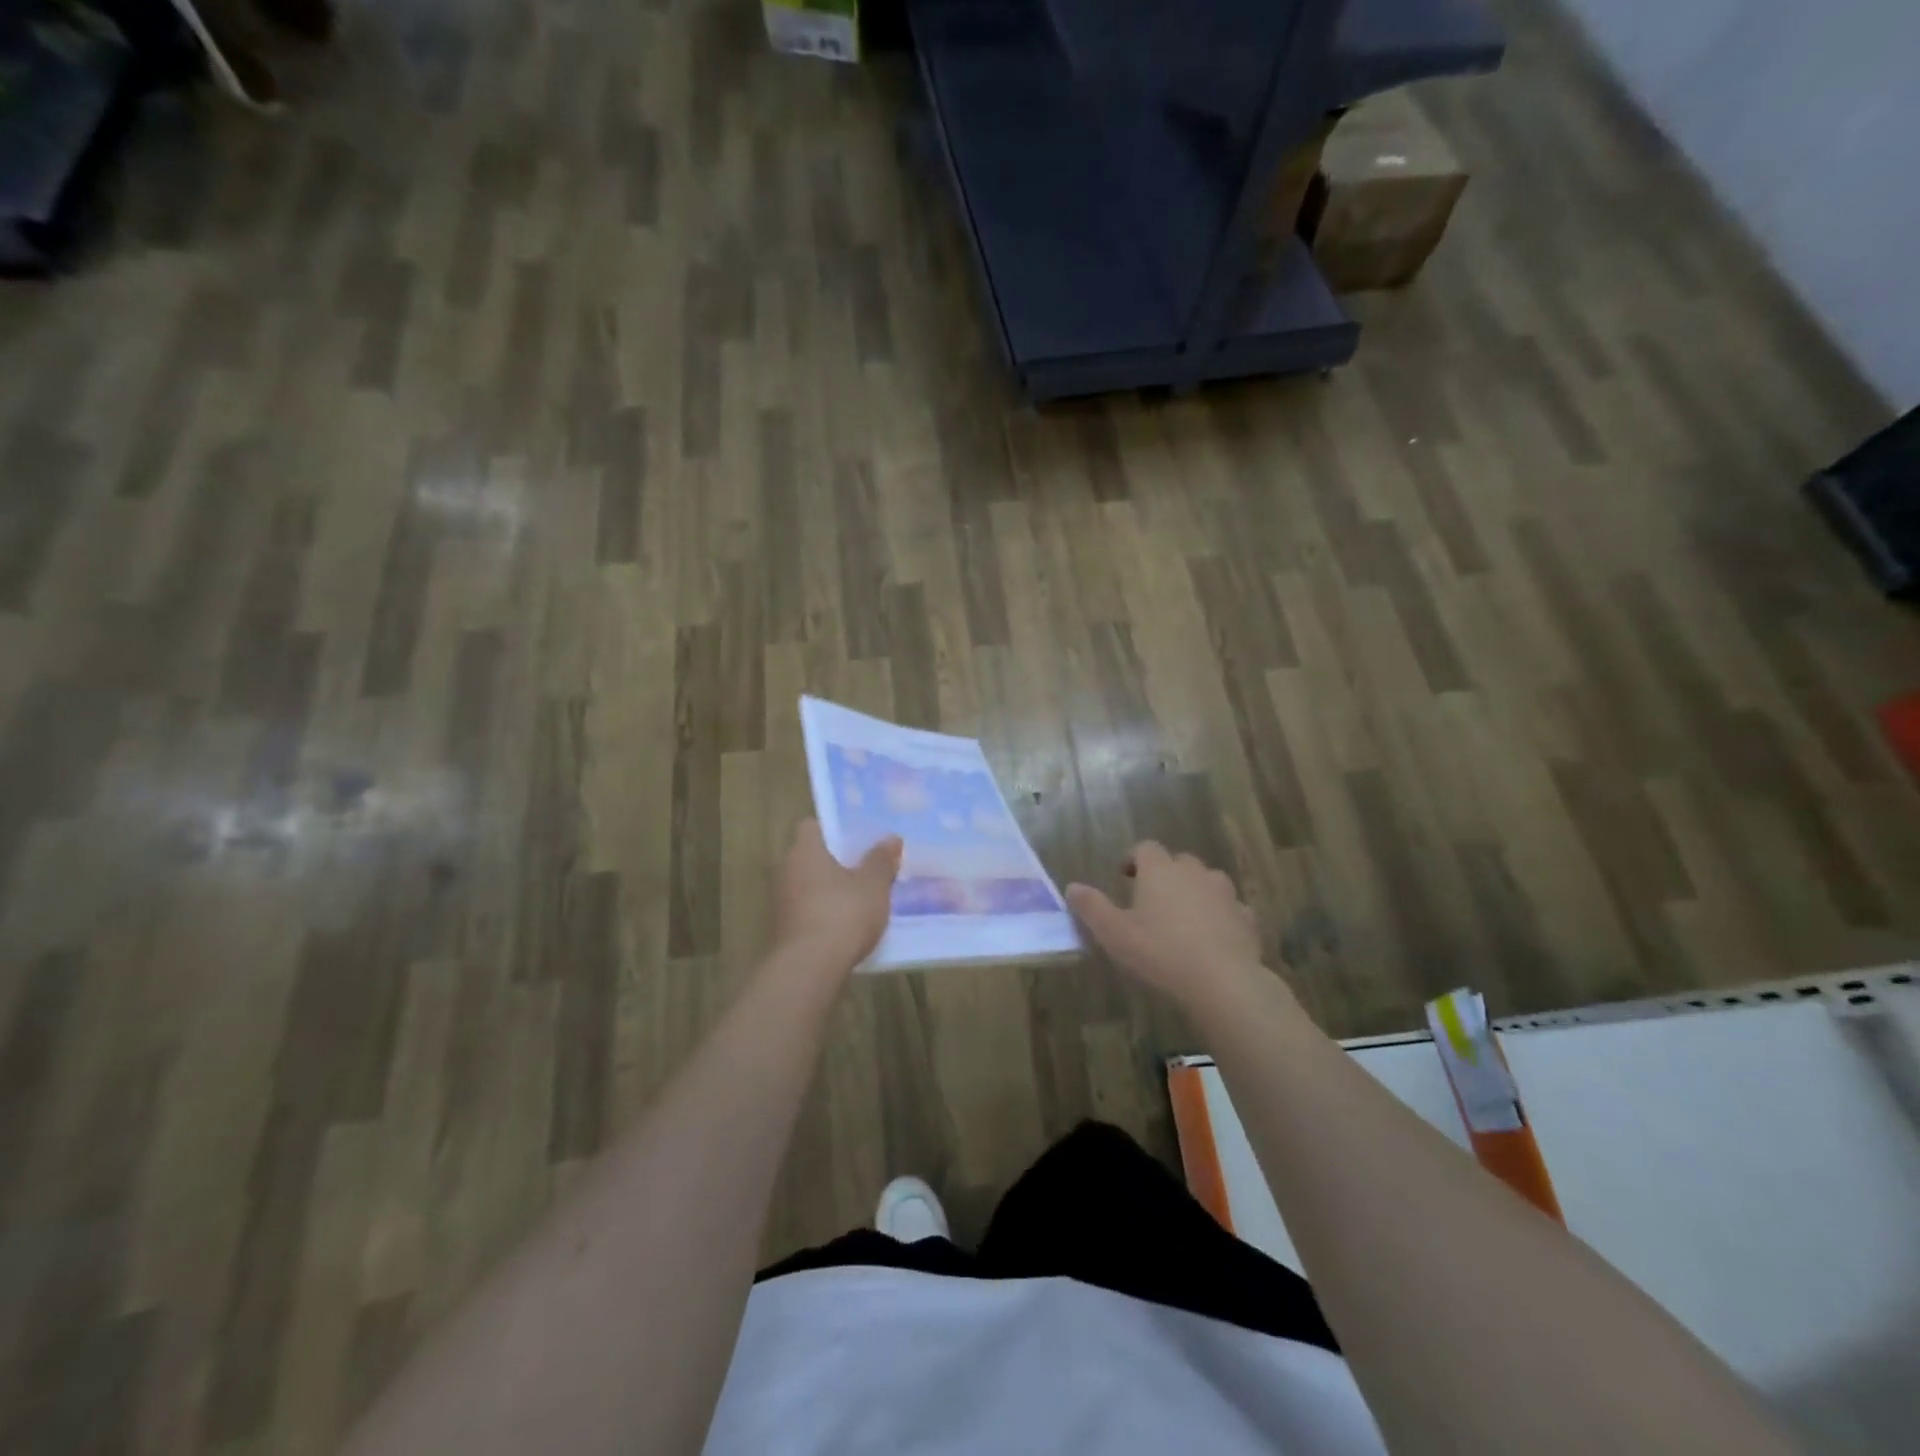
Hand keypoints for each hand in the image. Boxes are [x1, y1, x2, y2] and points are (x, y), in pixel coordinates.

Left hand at [771, 819, 901, 974]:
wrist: (809, 968)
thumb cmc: (842, 914)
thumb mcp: (873, 885)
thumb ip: (881, 860)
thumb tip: (891, 838)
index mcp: (804, 850)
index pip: (810, 826)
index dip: (831, 829)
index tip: (854, 837)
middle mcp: (785, 870)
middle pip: (809, 856)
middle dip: (833, 861)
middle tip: (864, 866)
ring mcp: (779, 901)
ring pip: (807, 885)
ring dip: (827, 889)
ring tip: (859, 897)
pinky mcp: (781, 930)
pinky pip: (805, 911)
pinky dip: (822, 913)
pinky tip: (846, 925)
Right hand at [1067, 842, 1262, 1007]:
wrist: (1223, 981)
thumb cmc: (1160, 952)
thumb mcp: (1114, 933)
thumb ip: (1091, 907)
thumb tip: (1072, 887)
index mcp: (1160, 870)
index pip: (1145, 848)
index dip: (1134, 859)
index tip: (1125, 877)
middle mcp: (1194, 872)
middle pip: (1178, 861)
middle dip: (1165, 874)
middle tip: (1152, 900)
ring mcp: (1225, 893)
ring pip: (1208, 881)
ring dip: (1195, 891)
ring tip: (1184, 917)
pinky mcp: (1247, 918)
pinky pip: (1231, 909)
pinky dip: (1221, 916)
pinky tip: (1214, 937)